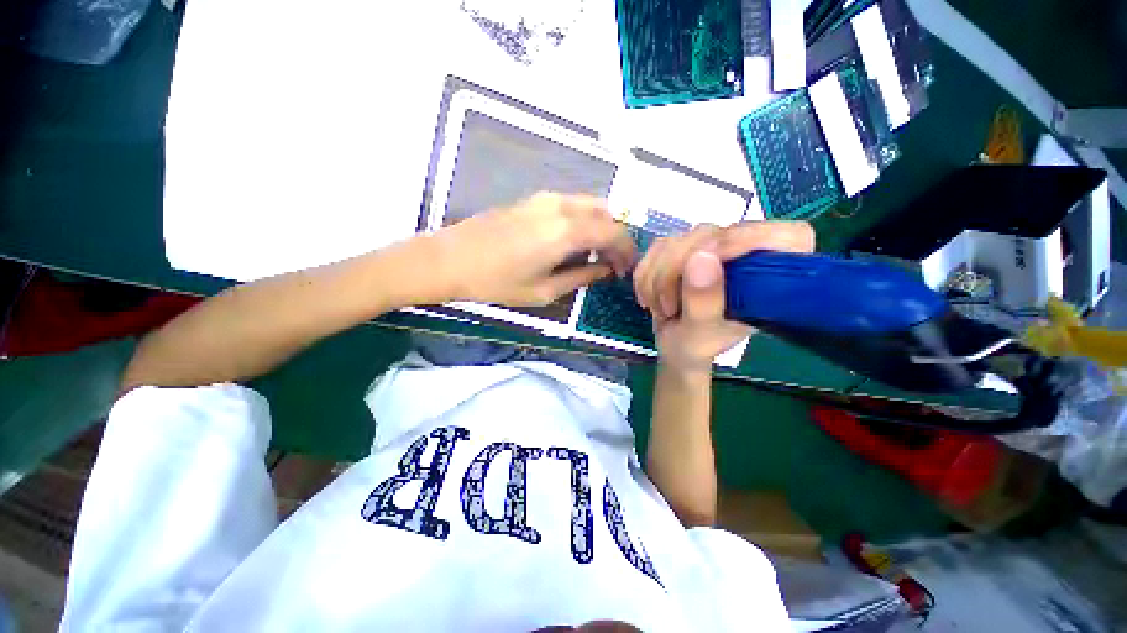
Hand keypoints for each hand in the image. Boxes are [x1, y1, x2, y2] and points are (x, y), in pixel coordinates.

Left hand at [434, 192, 636, 306]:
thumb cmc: (497, 282)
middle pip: (606, 213)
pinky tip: (574, 241)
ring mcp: (545, 198)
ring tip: (595, 254)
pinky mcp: (532, 199)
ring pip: (589, 205)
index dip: (626, 251)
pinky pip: (571, 204)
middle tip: (613, 262)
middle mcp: (561, 206)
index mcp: (567, 231)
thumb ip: (582, 277)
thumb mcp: (545, 290)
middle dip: (617, 237)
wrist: (450, 259)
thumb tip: (605, 271)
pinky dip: (583, 220)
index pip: (614, 233)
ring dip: (600, 227)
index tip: (626, 270)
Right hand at [633, 221, 814, 372]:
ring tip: (662, 308)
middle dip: (678, 270)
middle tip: (669, 307)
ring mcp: (714, 247)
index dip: (747, 243)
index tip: (709, 268)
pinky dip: (645, 273)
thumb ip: (704, 302)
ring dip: (657, 277)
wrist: (674, 345)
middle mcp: (746, 254)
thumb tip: (702, 256)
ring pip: (679, 239)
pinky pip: (658, 247)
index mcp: (772, 277)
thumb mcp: (701, 335)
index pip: (786, 237)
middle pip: (715, 234)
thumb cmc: (696, 347)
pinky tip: (649, 296)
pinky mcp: (685, 246)